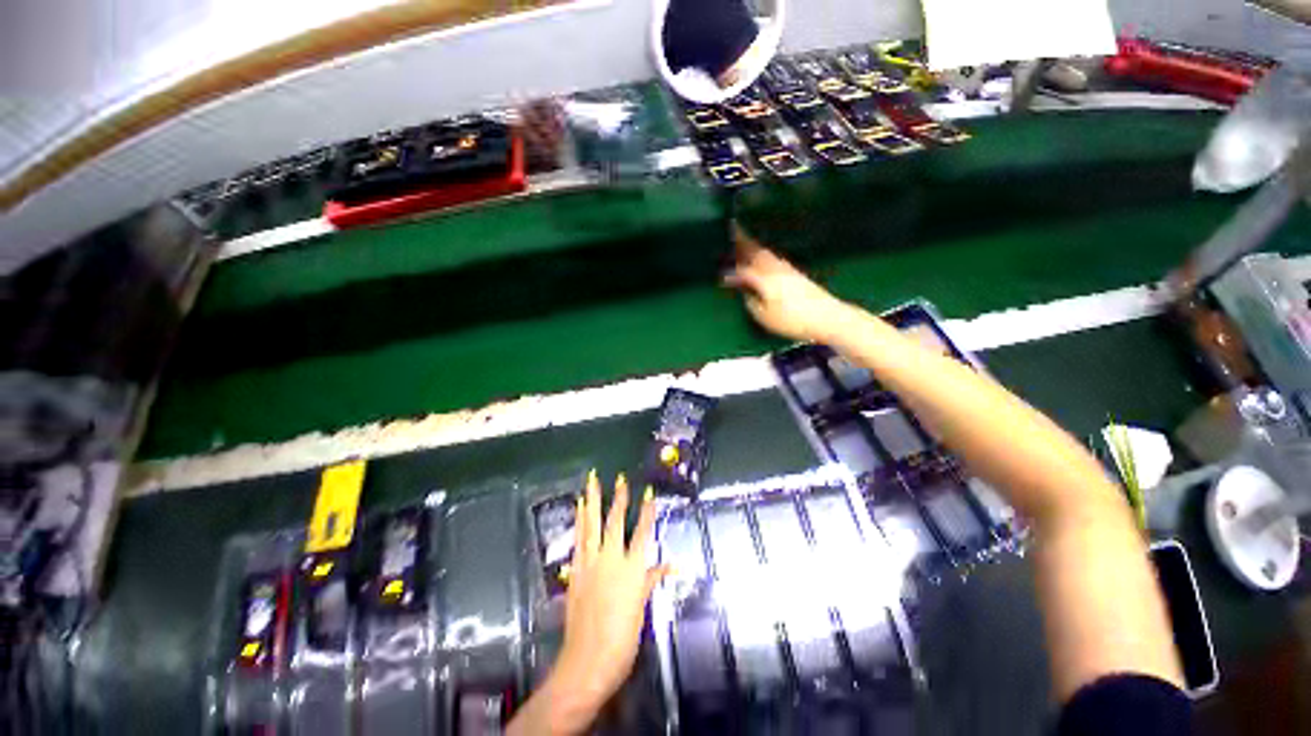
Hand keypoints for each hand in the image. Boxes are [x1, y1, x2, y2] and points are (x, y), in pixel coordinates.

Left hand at [511, 471, 666, 734]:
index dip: (647, 512)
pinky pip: (578, 540)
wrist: (587, 662)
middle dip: (618, 498)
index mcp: (631, 569)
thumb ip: (651, 580)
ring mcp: (590, 563)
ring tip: (591, 483)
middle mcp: (611, 560)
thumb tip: (670, 565)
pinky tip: (578, 510)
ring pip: (592, 526)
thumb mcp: (641, 609)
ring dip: (592, 502)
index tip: (649, 492)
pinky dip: (579, 522)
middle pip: (615, 522)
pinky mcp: (576, 571)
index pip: (642, 533)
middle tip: (619, 478)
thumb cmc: (622, 639)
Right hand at [723, 225, 851, 342]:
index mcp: (765, 279)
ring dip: (754, 247)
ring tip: (745, 241)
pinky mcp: (797, 274)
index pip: (743, 271)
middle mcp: (775, 269)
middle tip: (732, 229)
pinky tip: (764, 258)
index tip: (721, 277)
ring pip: (766, 254)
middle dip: (743, 242)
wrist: (827, 317)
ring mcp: (787, 270)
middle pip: (756, 253)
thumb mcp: (765, 317)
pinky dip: (765, 255)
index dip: (731, 273)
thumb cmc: (793, 320)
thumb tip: (746, 294)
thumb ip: (752, 304)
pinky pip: (774, 259)